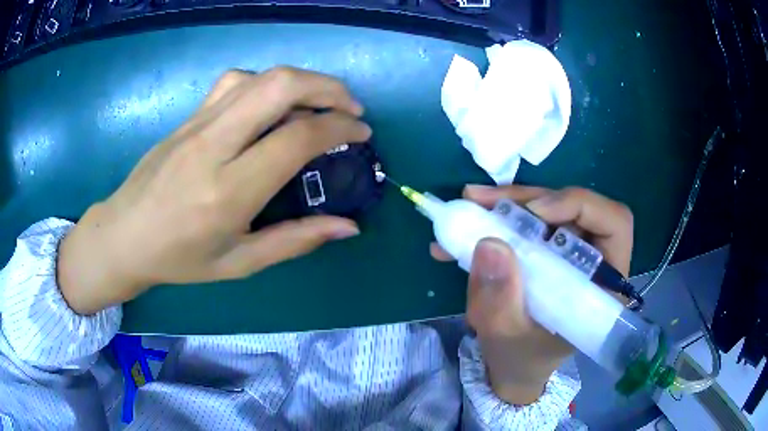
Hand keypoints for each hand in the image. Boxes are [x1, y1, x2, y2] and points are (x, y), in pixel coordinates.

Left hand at [58, 67, 371, 314]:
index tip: (361, 132)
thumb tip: (349, 226)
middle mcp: (213, 146)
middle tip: (350, 107)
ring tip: (320, 102)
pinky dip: (266, 83)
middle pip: (280, 86)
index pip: (296, 138)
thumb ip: (296, 241)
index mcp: (228, 192)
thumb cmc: (180, 258)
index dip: (339, 127)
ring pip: (259, 77)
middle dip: (327, 87)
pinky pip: (235, 82)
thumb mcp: (239, 263)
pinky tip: (272, 105)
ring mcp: (197, 124)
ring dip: (301, 81)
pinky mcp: (188, 116)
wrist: (124, 234)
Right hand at [431, 185, 632, 403]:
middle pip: (575, 207)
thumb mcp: (506, 337)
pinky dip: (499, 216)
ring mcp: (570, 252)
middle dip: (529, 199)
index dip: (579, 206)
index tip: (533, 213)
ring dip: (509, 204)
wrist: (513, 365)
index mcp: (603, 285)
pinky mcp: (549, 250)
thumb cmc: (521, 358)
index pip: (614, 223)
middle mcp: (593, 259)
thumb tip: (490, 243)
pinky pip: (529, 220)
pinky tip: (470, 222)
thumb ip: (499, 301)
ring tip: (470, 204)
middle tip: (483, 201)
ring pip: (549, 208)